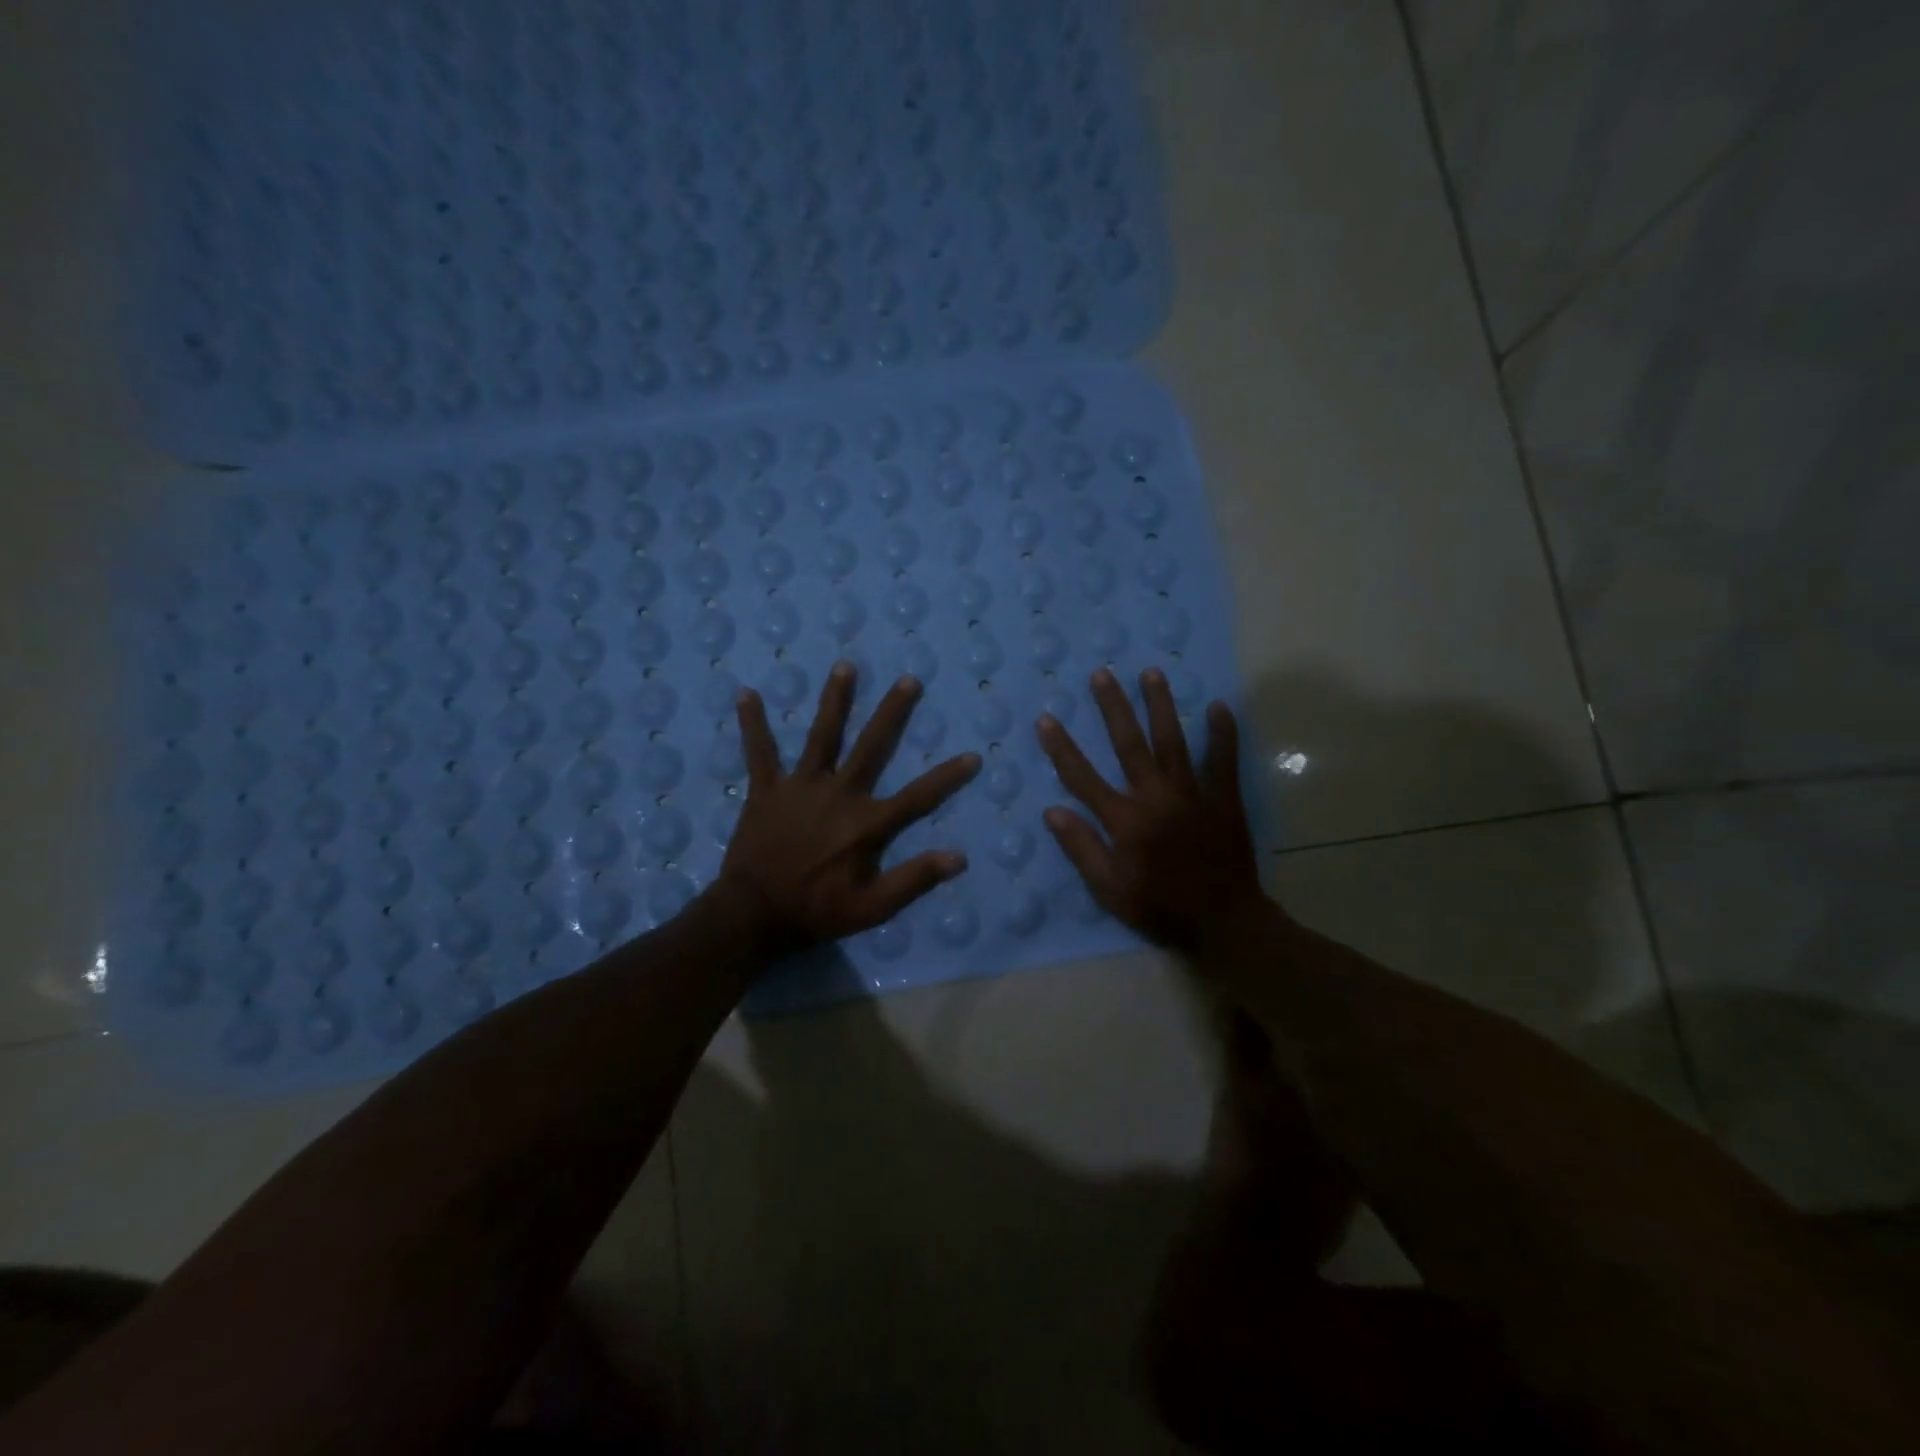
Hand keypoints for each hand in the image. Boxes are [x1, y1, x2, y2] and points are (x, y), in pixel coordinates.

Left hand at [717, 663, 979, 951]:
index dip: (947, 777)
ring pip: (822, 736)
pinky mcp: (767, 790)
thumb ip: (914, 880)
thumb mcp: (872, 908)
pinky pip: (759, 752)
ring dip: (835, 700)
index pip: (918, 797)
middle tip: (908, 680)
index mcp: (866, 824)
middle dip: (892, 712)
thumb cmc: (817, 912)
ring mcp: (800, 787)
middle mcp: (838, 794)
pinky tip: (747, 693)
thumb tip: (959, 858)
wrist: (754, 915)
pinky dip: (753, 724)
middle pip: (871, 747)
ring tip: (845, 666)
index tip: (973, 756)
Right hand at [1036, 667, 1265, 952]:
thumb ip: (1081, 848)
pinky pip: (1223, 760)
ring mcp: (1192, 793)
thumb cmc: (1160, 906)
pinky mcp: (1223, 799)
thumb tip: (1052, 811)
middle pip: (1129, 744)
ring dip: (1160, 705)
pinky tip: (1219, 705)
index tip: (1047, 719)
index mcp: (1124, 819)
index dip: (1062, 748)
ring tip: (1151, 672)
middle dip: (1113, 707)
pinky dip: (1222, 733)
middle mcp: (1154, 797)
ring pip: (1172, 741)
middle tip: (1102, 674)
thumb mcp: (1109, 889)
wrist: (1222, 921)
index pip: (1083, 777)